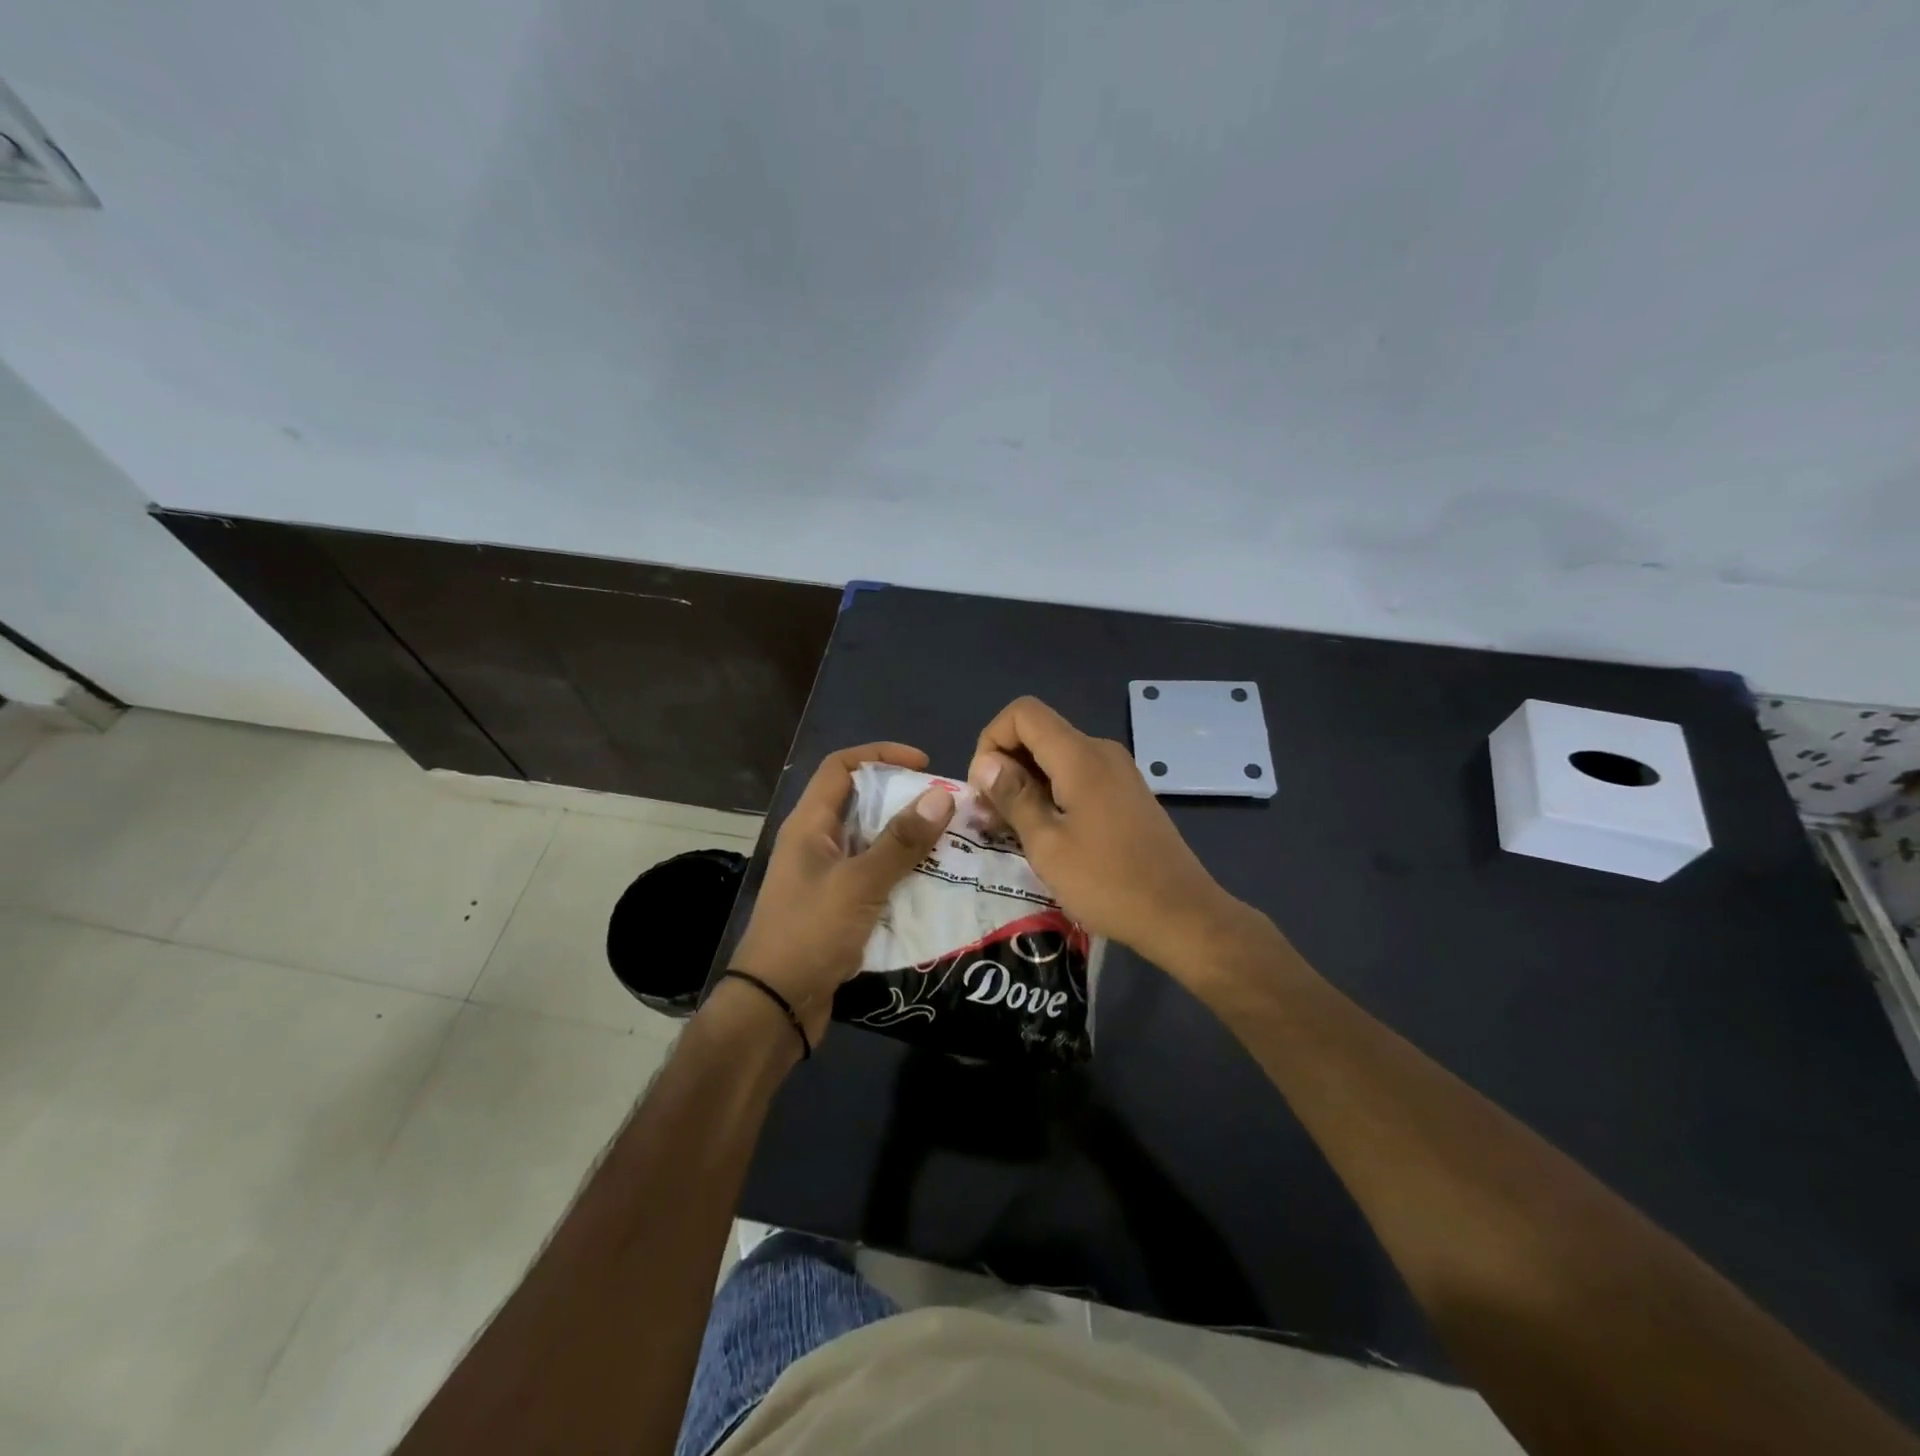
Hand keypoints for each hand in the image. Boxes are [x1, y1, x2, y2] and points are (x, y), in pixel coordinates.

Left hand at [729, 742, 954, 1046]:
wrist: (775, 1007)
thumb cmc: (809, 934)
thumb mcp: (859, 884)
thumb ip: (900, 842)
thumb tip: (941, 795)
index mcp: (810, 825)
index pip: (841, 768)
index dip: (881, 755)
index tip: (925, 765)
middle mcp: (816, 844)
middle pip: (862, 804)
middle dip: (905, 802)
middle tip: (949, 811)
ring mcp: (826, 877)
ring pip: (873, 844)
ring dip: (909, 842)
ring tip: (953, 846)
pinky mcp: (838, 908)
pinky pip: (876, 878)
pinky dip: (903, 876)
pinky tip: (936, 885)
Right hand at [967, 697, 1244, 975]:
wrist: (1182, 915)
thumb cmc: (1108, 882)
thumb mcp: (1047, 844)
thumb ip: (1014, 797)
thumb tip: (986, 763)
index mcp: (1080, 756)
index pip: (1023, 713)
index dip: (992, 740)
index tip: (984, 788)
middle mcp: (1101, 751)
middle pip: (1039, 733)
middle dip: (1006, 765)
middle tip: (991, 817)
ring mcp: (1118, 772)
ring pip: (1057, 757)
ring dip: (1027, 783)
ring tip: (1012, 830)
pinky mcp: (1126, 794)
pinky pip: (1077, 776)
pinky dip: (1052, 793)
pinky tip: (1046, 834)